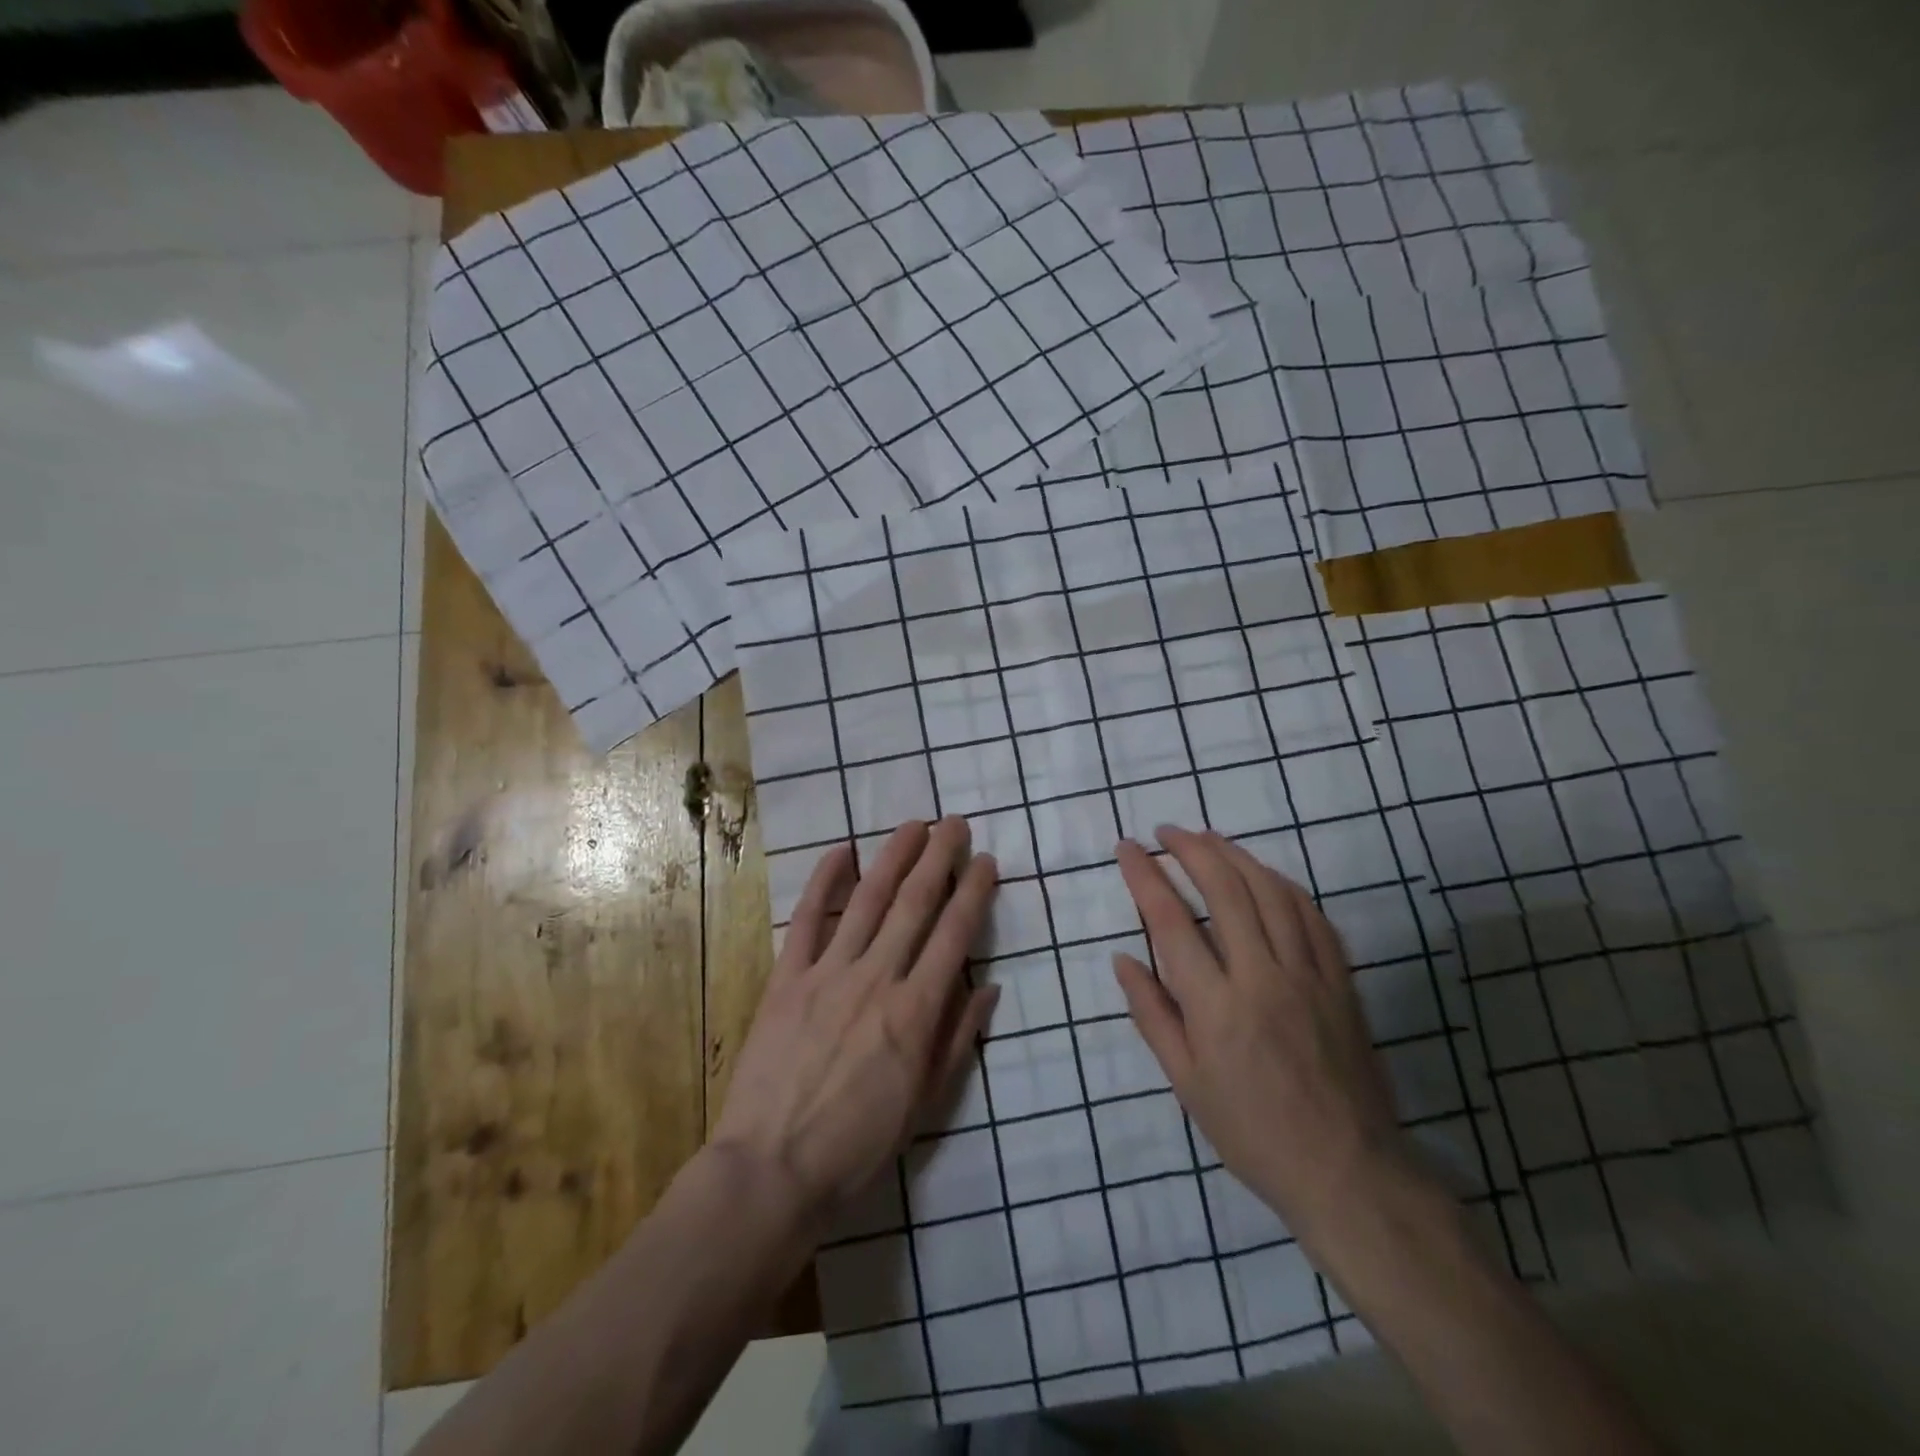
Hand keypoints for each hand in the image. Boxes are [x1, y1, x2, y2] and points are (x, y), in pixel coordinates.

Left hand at [710, 818, 999, 1229]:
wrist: (773, 1168)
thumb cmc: (858, 1144)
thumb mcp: (925, 1103)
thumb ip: (957, 1040)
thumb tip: (987, 987)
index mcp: (916, 1012)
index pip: (954, 936)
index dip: (972, 892)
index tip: (985, 860)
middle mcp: (877, 978)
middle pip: (914, 905)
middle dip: (938, 858)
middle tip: (954, 823)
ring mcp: (828, 973)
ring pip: (868, 900)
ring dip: (893, 857)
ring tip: (912, 825)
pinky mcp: (787, 978)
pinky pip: (808, 920)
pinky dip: (823, 882)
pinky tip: (841, 850)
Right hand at [1113, 826, 1416, 1242]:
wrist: (1347, 1171)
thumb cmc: (1252, 1131)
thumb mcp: (1186, 1083)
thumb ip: (1152, 1014)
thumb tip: (1123, 958)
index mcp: (1216, 1006)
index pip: (1171, 921)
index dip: (1145, 876)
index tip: (1128, 848)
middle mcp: (1261, 977)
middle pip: (1225, 890)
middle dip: (1191, 849)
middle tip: (1166, 831)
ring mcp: (1308, 974)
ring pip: (1271, 892)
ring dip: (1235, 855)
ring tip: (1208, 838)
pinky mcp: (1341, 980)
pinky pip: (1311, 915)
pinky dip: (1282, 884)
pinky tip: (1264, 875)